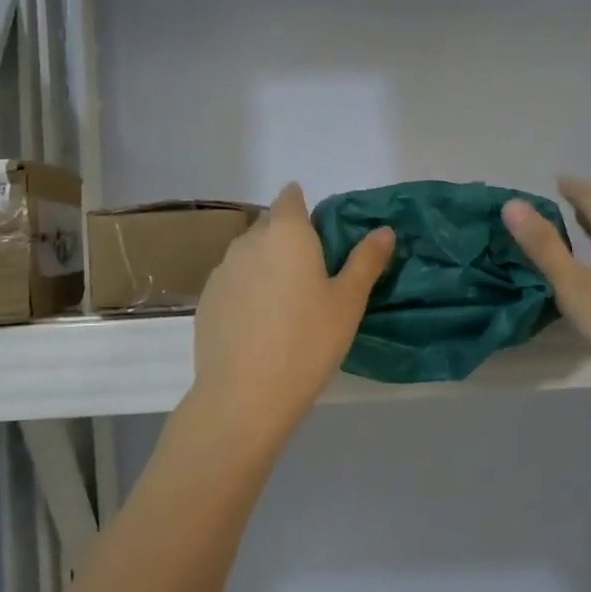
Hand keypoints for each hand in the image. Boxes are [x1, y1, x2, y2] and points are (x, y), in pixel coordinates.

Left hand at [189, 183, 394, 446]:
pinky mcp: (206, 300)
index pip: (290, 197)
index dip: (303, 207)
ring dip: (266, 265)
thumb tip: (384, 230)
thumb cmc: (308, 341)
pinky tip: (260, 324)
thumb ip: (366, 261)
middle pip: (269, 225)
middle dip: (288, 239)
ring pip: (249, 254)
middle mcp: (249, 241)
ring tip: (286, 302)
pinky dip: (247, 291)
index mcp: (287, 233)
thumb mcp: (348, 302)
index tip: (320, 233)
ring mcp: (222, 270)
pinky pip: (233, 282)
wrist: (245, 394)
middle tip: (312, 274)